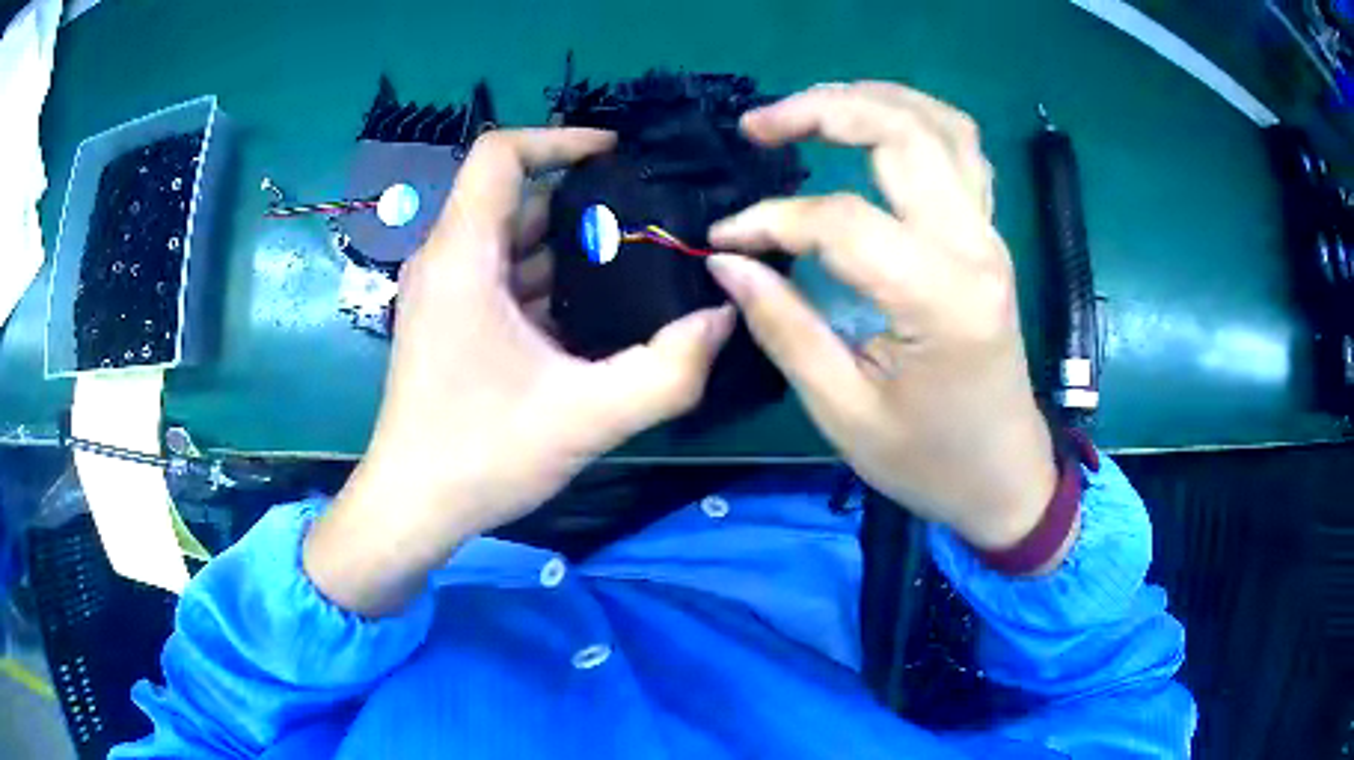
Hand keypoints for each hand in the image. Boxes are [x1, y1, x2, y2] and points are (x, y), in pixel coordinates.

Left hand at [306, 129, 735, 614]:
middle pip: (516, 198)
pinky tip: (596, 313)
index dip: (560, 138)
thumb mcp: (587, 417)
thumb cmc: (481, 456)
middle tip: (651, 225)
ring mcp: (444, 292)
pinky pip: (503, 277)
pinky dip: (548, 281)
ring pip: (512, 240)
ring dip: (570, 246)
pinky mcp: (450, 322)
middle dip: (584, 203)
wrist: (413, 507)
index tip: (616, 156)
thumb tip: (723, 317)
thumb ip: (668, 371)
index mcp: (463, 256)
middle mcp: (446, 260)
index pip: (501, 154)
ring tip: (637, 264)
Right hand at [707, 82, 1058, 554]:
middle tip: (759, 126)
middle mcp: (974, 248)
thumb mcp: (844, 412)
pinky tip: (875, 129)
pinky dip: (914, 122)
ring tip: (811, 108)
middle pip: (902, 135)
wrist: (1005, 479)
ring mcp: (989, 236)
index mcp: (940, 299)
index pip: (842, 221)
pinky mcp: (989, 238)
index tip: (722, 240)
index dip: (772, 221)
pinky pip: (961, 152)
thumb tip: (729, 261)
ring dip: (872, 100)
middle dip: (823, 110)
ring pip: (940, 126)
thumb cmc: (929, 461)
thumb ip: (784, 328)